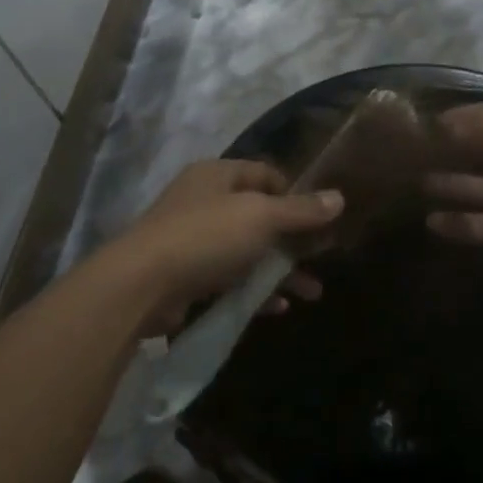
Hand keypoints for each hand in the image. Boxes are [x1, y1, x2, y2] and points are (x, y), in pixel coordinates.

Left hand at [111, 160, 341, 335]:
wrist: (142, 284)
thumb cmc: (206, 236)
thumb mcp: (261, 217)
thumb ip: (300, 210)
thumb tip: (339, 197)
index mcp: (217, 175)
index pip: (264, 174)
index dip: (294, 193)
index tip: (320, 218)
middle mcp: (204, 201)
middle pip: (259, 215)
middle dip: (293, 239)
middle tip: (322, 257)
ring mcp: (193, 239)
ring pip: (247, 251)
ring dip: (280, 270)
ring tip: (313, 292)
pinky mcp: (187, 275)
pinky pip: (230, 279)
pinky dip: (254, 290)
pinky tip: (278, 307)